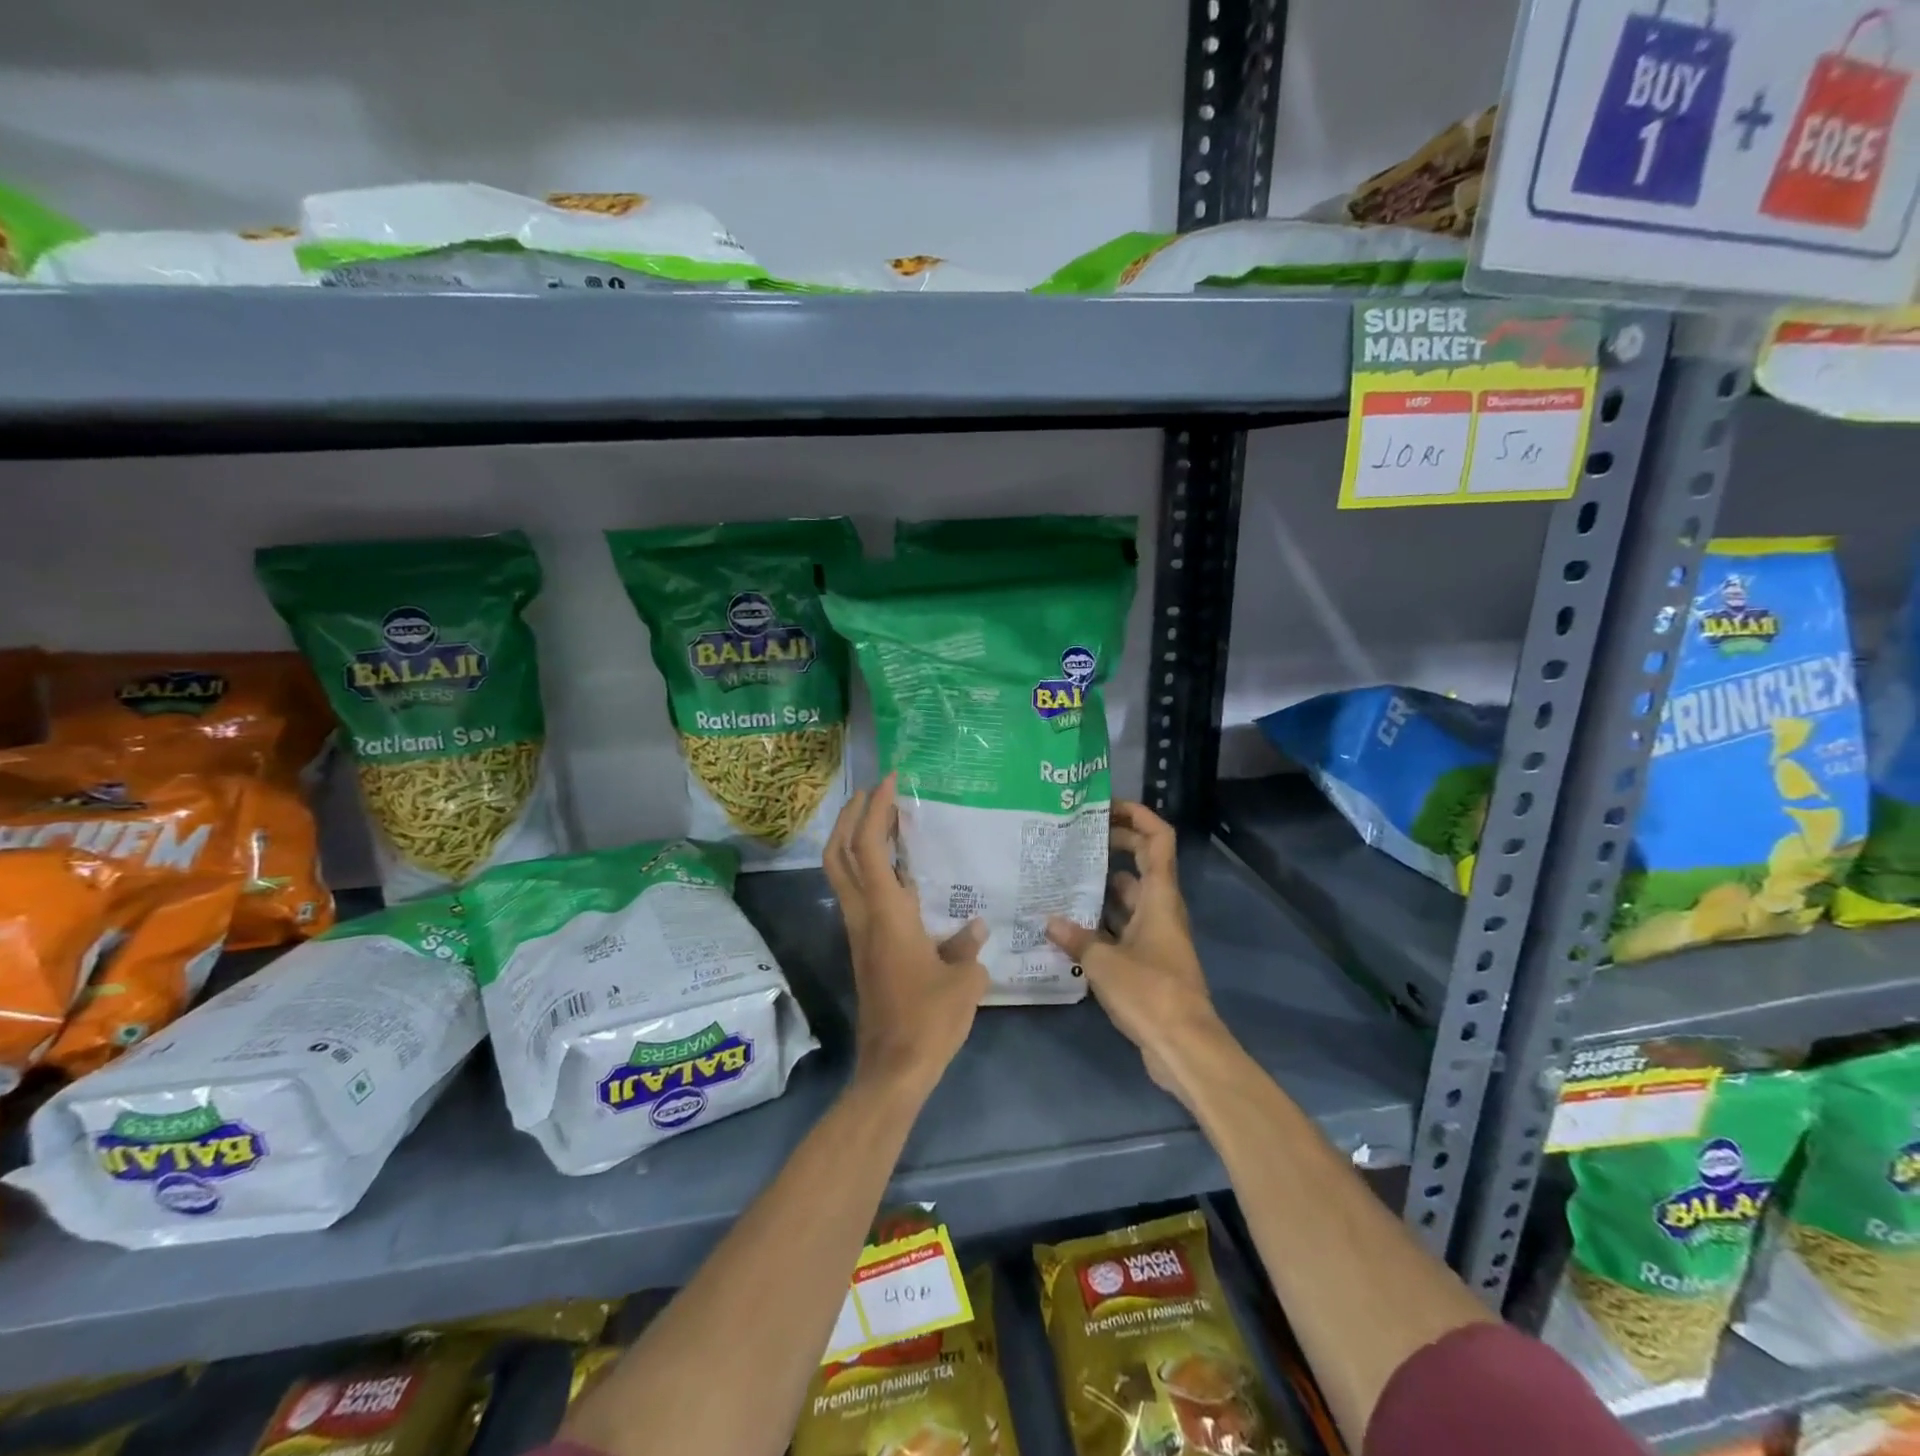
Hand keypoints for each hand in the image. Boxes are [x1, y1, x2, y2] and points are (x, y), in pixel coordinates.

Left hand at [825, 774, 988, 1100]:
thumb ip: (968, 947)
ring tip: (888, 821)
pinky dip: (870, 868)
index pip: (867, 847)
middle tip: (875, 792)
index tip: (889, 781)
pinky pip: (859, 894)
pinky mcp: (865, 948)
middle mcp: (863, 916)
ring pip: (842, 873)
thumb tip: (974, 928)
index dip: (874, 809)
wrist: (893, 1069)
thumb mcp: (964, 981)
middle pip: (837, 853)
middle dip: (849, 816)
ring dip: (855, 840)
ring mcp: (859, 933)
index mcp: (886, 914)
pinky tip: (902, 871)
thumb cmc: (928, 1021)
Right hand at [1046, 801, 1232, 1107]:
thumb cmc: (1151, 993)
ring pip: (1128, 897)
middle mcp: (1160, 909)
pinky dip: (1100, 921)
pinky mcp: (1147, 960)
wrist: (1184, 1047)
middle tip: (1075, 838)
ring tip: (1061, 876)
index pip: (1158, 840)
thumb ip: (1076, 938)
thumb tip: (1049, 921)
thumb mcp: (1105, 962)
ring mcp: (1154, 935)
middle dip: (1114, 845)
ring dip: (1101, 886)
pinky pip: (1121, 927)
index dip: (1138, 816)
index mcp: (1160, 897)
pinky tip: (1068, 924)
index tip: (1106, 807)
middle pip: (1142, 863)